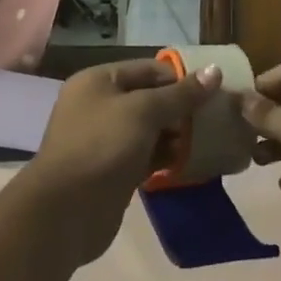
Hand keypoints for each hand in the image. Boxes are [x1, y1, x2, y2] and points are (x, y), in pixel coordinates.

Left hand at [18, 58, 219, 265]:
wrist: (65, 212)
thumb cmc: (102, 146)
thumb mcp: (144, 112)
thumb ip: (180, 94)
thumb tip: (215, 71)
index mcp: (99, 81)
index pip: (149, 69)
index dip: (181, 79)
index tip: (213, 94)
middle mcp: (99, 105)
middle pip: (150, 98)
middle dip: (181, 108)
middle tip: (214, 120)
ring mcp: (105, 139)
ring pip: (150, 129)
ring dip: (176, 134)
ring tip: (207, 141)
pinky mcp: (113, 170)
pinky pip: (146, 154)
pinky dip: (165, 156)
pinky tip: (189, 161)